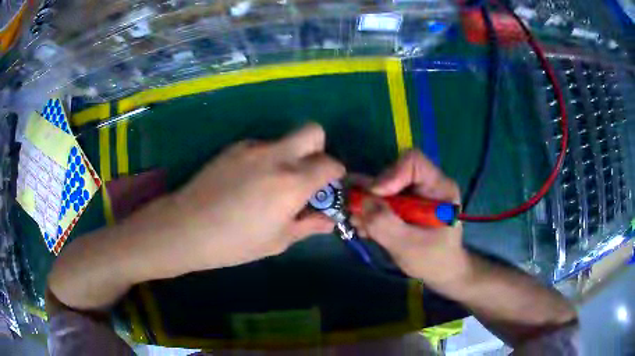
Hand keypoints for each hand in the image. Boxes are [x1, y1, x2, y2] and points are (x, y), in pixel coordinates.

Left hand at [131, 123, 343, 275]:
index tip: (328, 187)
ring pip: (284, 140)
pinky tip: (247, 182)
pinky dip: (265, 158)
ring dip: (289, 156)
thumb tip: (329, 221)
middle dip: (318, 149)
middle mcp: (277, 156)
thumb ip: (308, 225)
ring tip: (270, 184)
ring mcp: (252, 147)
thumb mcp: (278, 240)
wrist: (187, 227)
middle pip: (313, 131)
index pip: (330, 163)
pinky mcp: (233, 147)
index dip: (335, 174)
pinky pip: (261, 146)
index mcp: (293, 182)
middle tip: (306, 175)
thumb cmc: (235, 242)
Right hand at [351, 150, 467, 286]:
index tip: (375, 197)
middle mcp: (426, 184)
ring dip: (366, 204)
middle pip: (393, 173)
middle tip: (356, 213)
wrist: (440, 272)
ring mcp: (414, 194)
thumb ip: (385, 224)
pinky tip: (364, 228)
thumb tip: (361, 200)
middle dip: (372, 194)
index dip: (390, 174)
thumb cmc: (433, 260)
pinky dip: (369, 211)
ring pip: (383, 186)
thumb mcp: (408, 246)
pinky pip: (381, 199)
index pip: (413, 162)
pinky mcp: (404, 205)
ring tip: (358, 223)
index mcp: (439, 188)